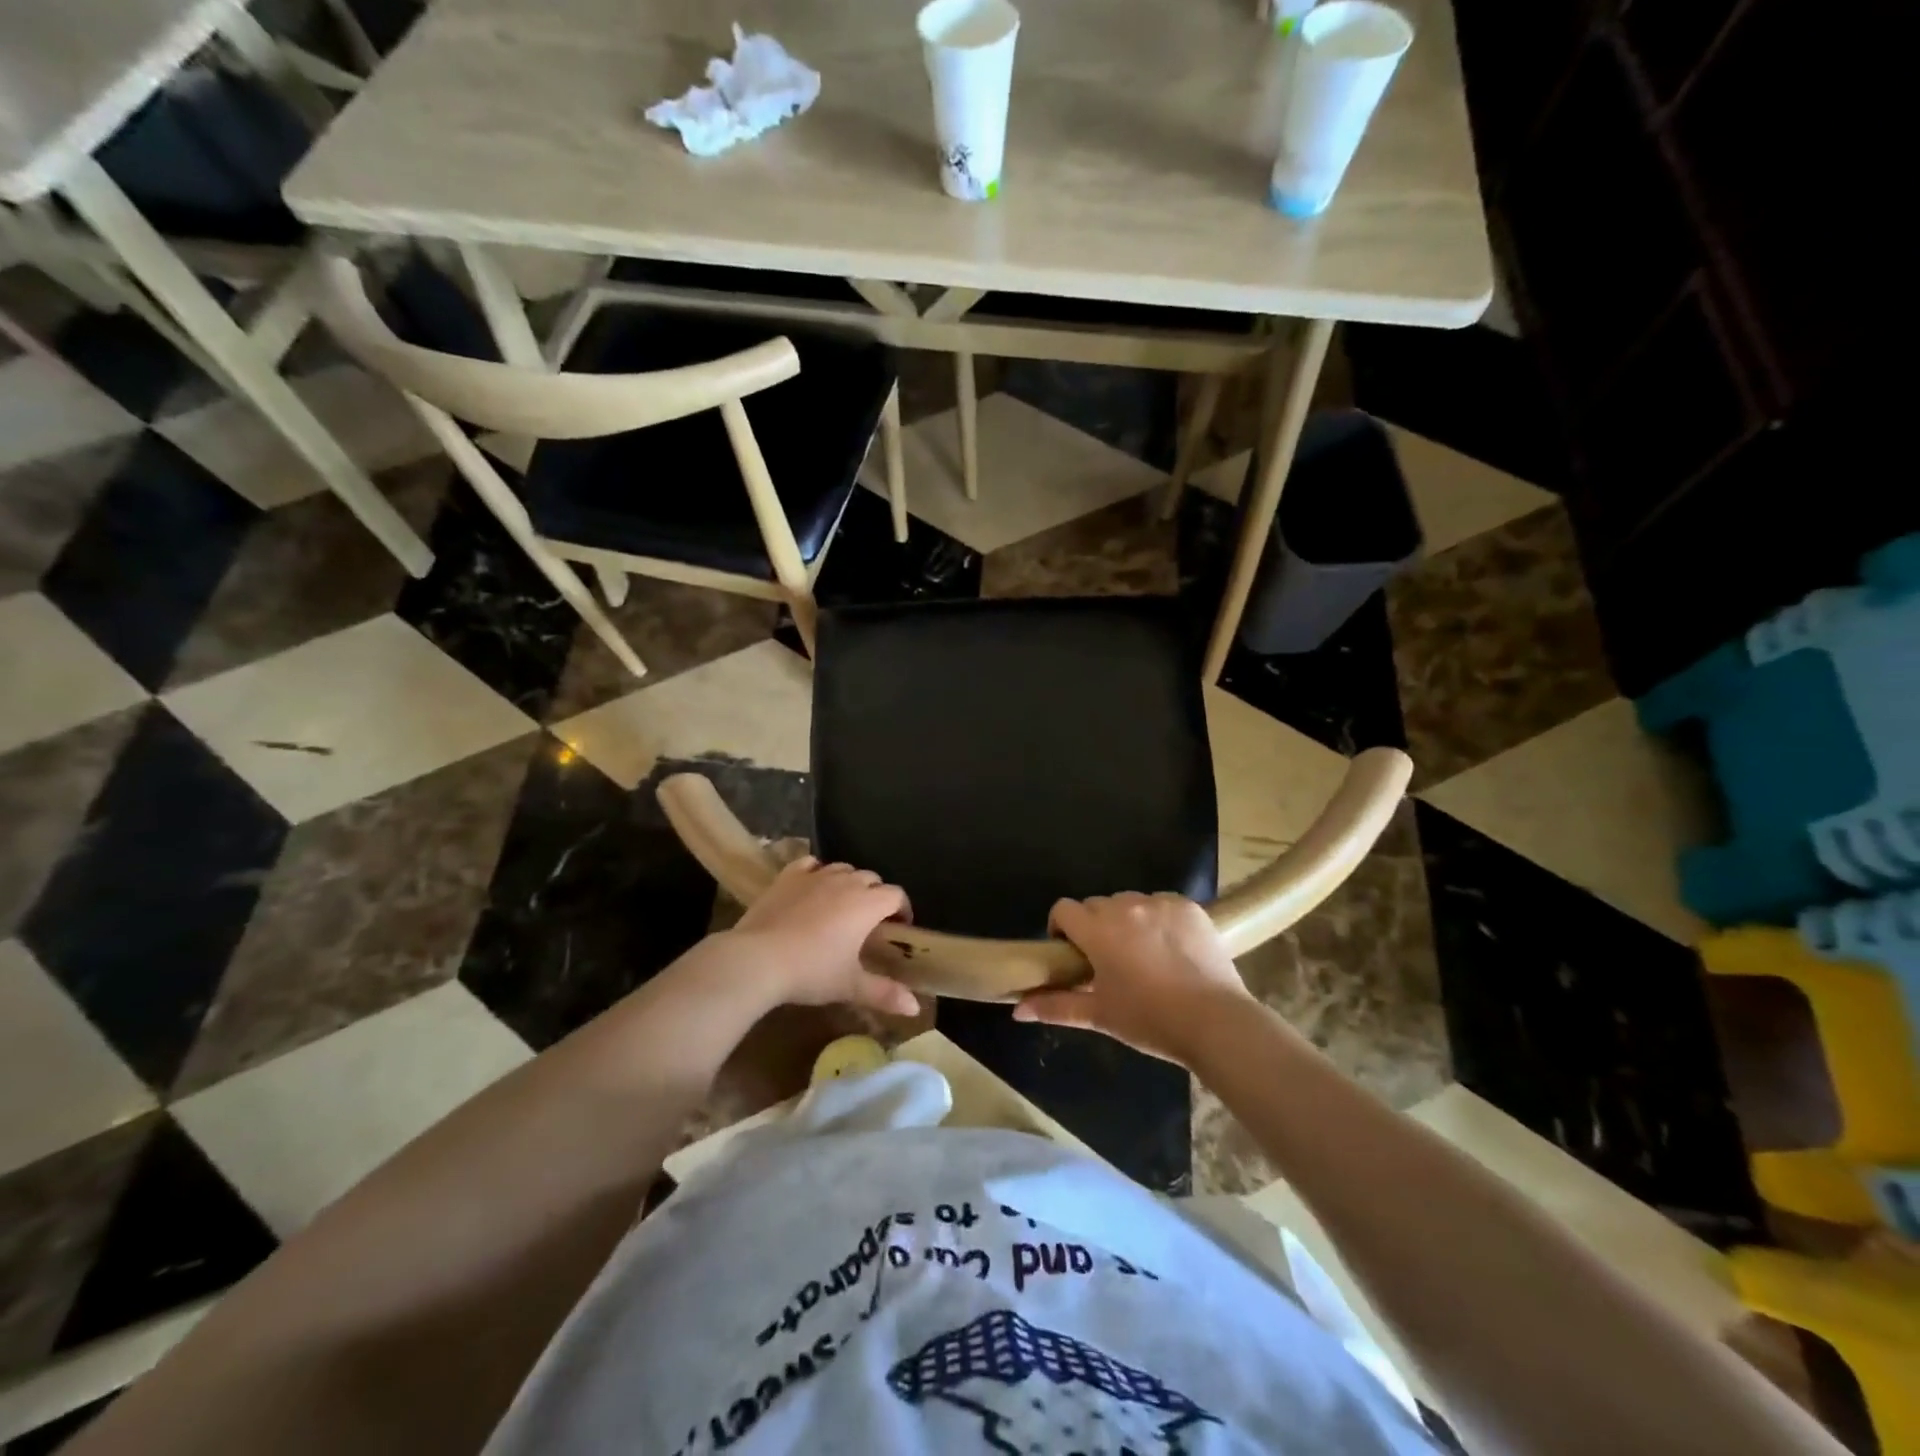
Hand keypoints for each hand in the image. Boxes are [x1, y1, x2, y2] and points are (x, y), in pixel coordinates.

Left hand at [724, 857, 918, 1016]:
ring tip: (842, 904)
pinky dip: (817, 872)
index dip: (902, 909)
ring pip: (843, 868)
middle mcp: (846, 882)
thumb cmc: (811, 971)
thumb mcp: (850, 986)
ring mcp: (815, 876)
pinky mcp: (788, 876)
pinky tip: (813, 885)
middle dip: (876, 895)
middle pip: (871, 878)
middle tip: (870, 921)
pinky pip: (810, 864)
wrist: (758, 958)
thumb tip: (915, 1008)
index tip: (899, 927)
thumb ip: (885, 993)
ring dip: (849, 882)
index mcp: (867, 904)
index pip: (896, 895)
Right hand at [1015, 892, 1253, 1063]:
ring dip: (1127, 921)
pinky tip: (1171, 949)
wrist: (1215, 1021)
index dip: (1061, 927)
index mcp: (1098, 929)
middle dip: (1095, 926)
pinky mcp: (1189, 907)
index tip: (1071, 952)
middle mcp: (1125, 906)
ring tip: (1142, 954)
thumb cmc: (1149, 1019)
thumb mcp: (1099, 1015)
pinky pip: (1162, 904)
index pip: (1064, 909)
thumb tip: (1017, 1010)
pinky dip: (1159, 920)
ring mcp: (1160, 903)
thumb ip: (1055, 1006)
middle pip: (1097, 905)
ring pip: (1130, 903)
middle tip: (1107, 960)